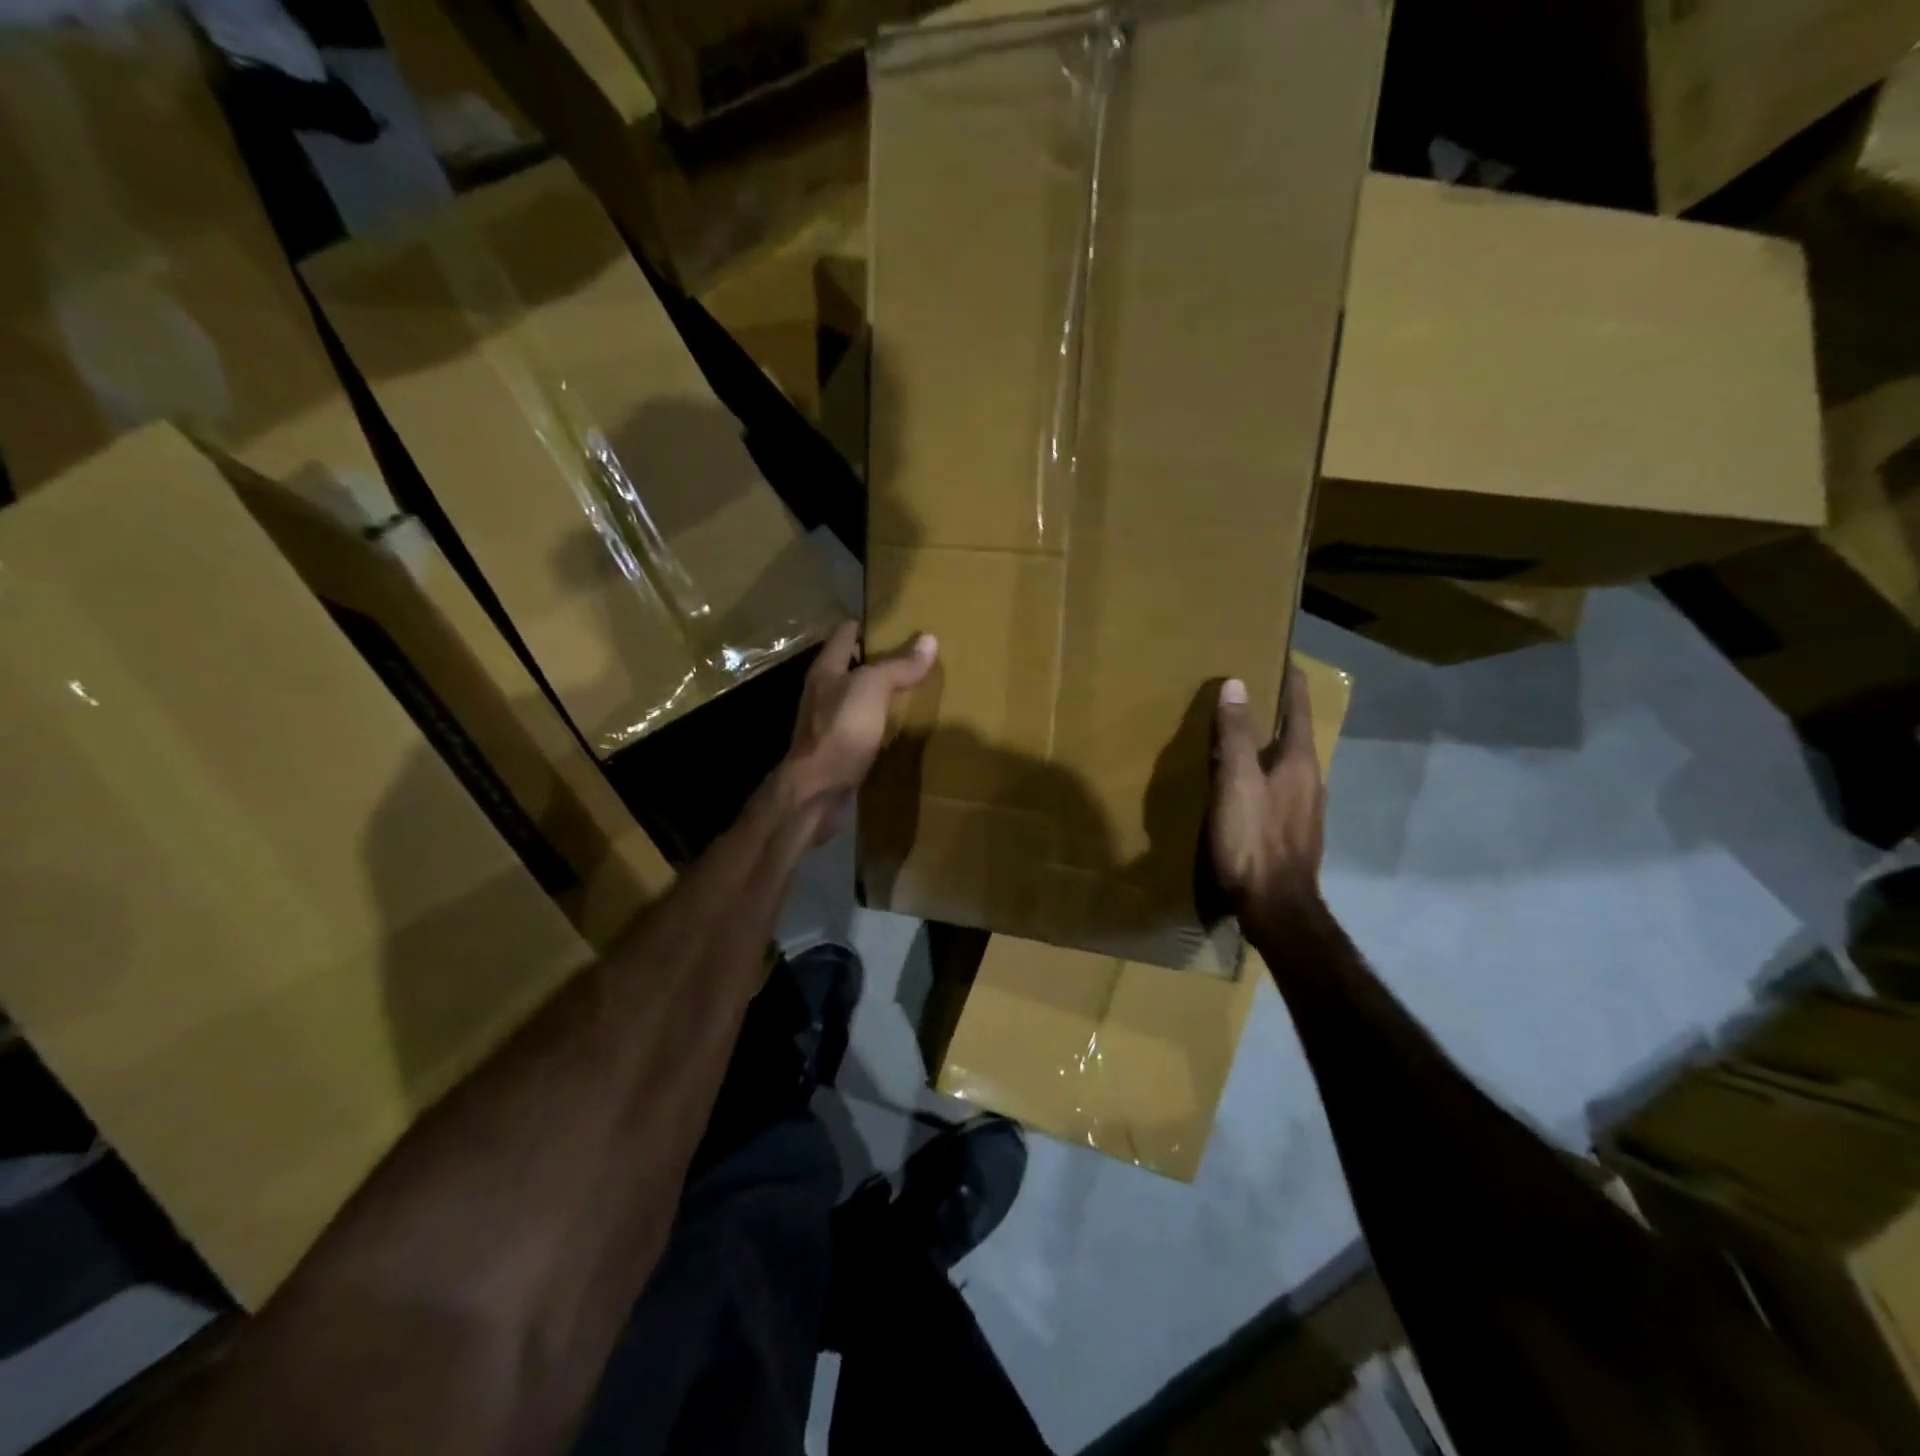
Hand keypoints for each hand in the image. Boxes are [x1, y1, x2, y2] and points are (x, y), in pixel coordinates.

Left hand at [782, 621, 937, 844]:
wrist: (817, 791)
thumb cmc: (841, 730)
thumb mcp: (872, 689)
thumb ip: (898, 666)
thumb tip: (929, 639)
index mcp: (826, 671)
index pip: (844, 636)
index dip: (864, 625)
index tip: (890, 621)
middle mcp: (823, 693)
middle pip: (848, 667)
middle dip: (873, 659)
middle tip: (908, 652)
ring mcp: (828, 724)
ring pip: (855, 698)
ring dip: (876, 692)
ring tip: (907, 686)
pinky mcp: (838, 751)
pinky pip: (861, 727)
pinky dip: (878, 722)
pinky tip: (896, 726)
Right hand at [1209, 666, 1325, 926]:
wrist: (1276, 907)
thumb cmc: (1254, 840)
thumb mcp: (1237, 783)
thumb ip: (1236, 735)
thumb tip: (1237, 683)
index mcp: (1300, 762)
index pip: (1299, 708)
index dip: (1291, 681)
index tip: (1281, 657)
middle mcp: (1311, 780)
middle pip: (1296, 735)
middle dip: (1277, 713)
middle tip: (1249, 693)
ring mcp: (1306, 809)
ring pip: (1288, 763)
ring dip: (1270, 745)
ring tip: (1242, 737)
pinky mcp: (1294, 832)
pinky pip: (1280, 788)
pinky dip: (1265, 773)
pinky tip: (1246, 785)